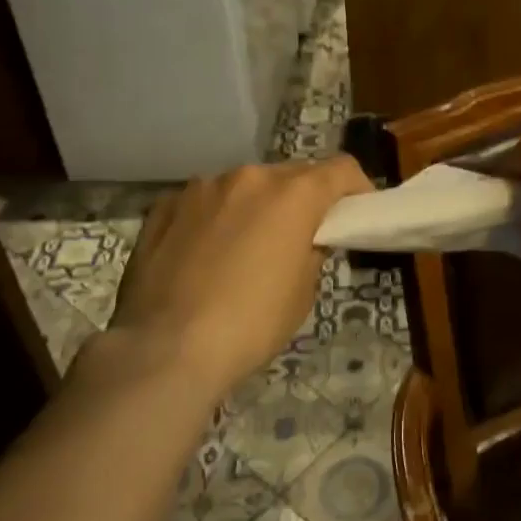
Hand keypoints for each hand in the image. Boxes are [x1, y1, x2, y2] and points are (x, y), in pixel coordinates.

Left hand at [108, 156, 371, 402]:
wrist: (164, 350)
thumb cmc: (250, 324)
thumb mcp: (303, 292)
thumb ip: (312, 251)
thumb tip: (305, 239)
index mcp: (293, 194)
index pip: (342, 169)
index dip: (357, 188)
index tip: (356, 213)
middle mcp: (249, 177)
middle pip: (291, 175)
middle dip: (303, 199)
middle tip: (301, 236)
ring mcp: (202, 188)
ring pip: (244, 186)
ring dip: (256, 206)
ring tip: (246, 247)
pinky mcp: (164, 206)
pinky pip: (204, 202)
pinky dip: (216, 217)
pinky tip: (204, 254)